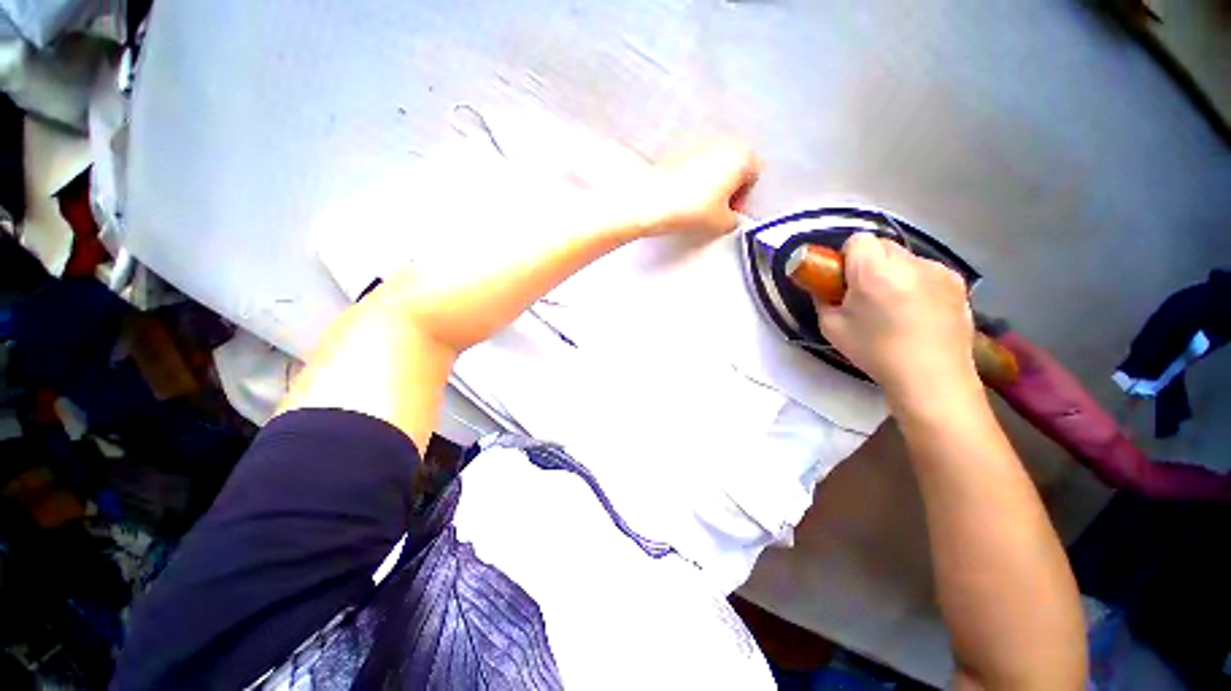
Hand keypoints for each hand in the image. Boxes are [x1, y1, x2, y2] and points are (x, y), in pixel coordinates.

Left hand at [622, 141, 761, 236]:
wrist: (653, 201)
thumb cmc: (690, 209)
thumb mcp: (722, 223)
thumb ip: (735, 220)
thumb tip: (730, 218)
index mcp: (742, 156)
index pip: (754, 176)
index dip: (743, 197)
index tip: (731, 211)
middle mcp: (724, 141)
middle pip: (735, 166)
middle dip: (729, 186)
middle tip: (716, 208)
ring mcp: (700, 141)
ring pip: (714, 163)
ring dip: (711, 180)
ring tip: (698, 203)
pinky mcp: (679, 147)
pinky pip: (694, 162)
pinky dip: (693, 176)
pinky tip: (683, 194)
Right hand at [816, 233, 978, 407]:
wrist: (931, 377)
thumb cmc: (875, 352)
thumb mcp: (831, 327)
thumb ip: (823, 299)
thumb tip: (824, 288)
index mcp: (874, 272)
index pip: (857, 239)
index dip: (846, 256)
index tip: (843, 279)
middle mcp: (910, 263)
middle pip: (882, 245)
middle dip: (869, 261)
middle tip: (864, 292)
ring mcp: (938, 270)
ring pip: (905, 257)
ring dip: (893, 271)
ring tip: (894, 304)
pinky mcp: (958, 282)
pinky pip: (926, 270)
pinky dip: (916, 281)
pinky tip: (917, 310)